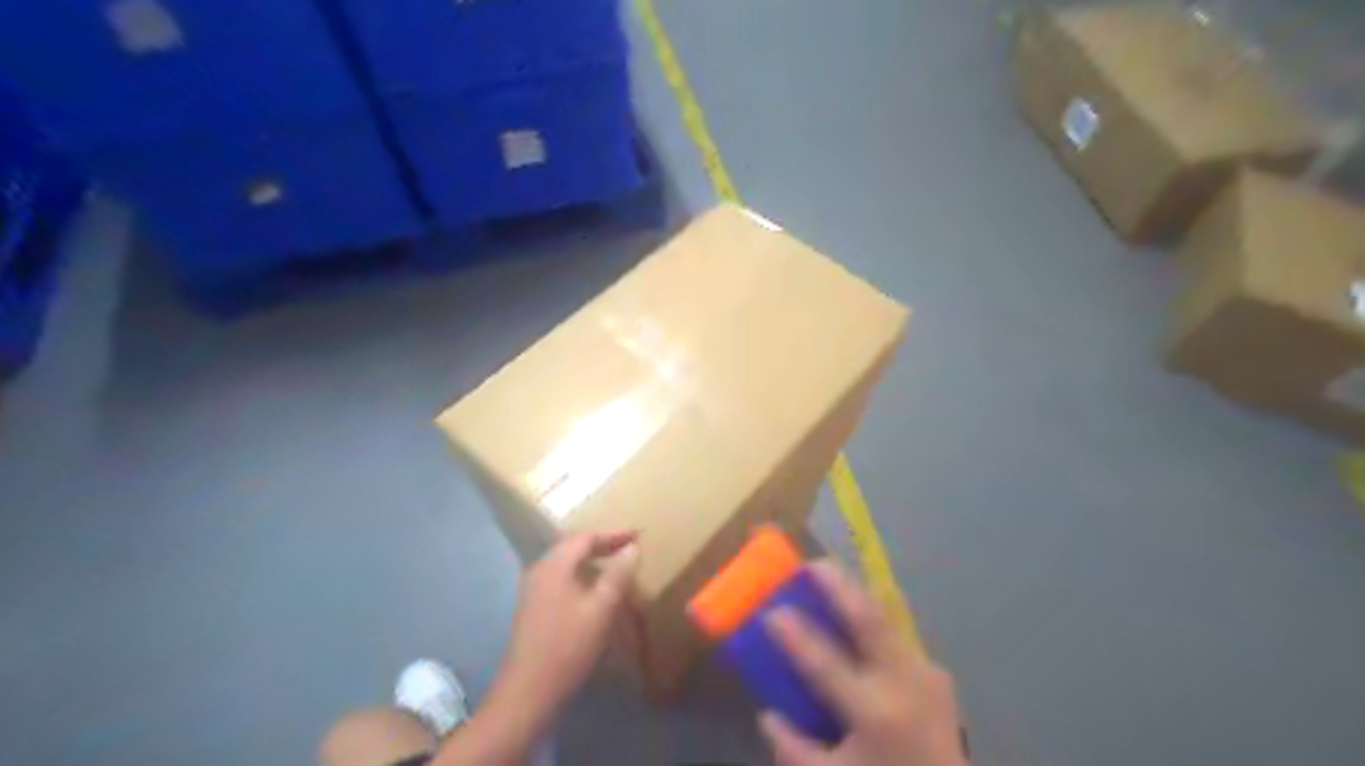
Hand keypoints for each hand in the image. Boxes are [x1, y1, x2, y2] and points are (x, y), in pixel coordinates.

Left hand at [498, 530, 639, 720]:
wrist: (529, 689)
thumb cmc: (569, 645)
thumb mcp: (601, 608)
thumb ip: (618, 574)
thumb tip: (632, 548)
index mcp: (554, 565)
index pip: (585, 538)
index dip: (613, 535)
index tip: (637, 536)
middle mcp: (540, 570)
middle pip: (573, 548)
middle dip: (602, 546)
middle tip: (628, 548)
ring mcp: (533, 589)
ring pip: (566, 565)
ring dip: (591, 562)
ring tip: (615, 568)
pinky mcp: (533, 607)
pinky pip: (561, 580)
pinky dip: (581, 578)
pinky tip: (594, 592)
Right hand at [758, 557, 969, 764]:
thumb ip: (795, 749)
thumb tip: (767, 715)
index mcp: (876, 713)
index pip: (826, 665)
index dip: (796, 637)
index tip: (772, 612)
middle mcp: (905, 684)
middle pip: (870, 621)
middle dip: (839, 586)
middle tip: (813, 563)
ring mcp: (927, 674)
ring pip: (888, 618)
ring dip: (857, 593)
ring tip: (832, 574)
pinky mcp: (937, 673)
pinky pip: (899, 634)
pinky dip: (874, 616)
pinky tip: (858, 610)